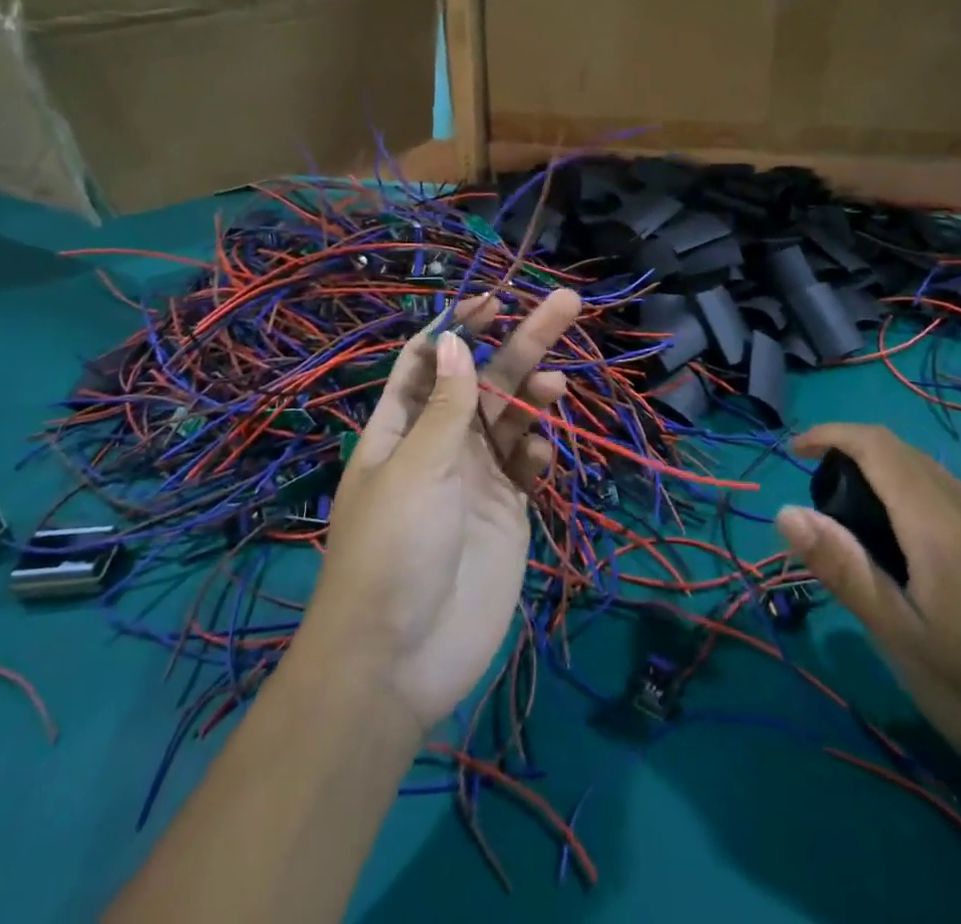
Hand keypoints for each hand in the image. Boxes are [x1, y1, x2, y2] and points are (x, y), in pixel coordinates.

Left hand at [302, 287, 581, 731]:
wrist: (401, 659)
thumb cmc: (394, 549)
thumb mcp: (415, 467)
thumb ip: (447, 406)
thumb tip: (457, 340)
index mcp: (403, 426)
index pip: (433, 360)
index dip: (461, 326)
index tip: (495, 300)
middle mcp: (441, 443)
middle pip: (486, 378)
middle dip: (522, 341)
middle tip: (566, 303)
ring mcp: (477, 476)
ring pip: (512, 417)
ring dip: (535, 394)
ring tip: (556, 384)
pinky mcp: (507, 510)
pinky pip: (527, 466)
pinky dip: (537, 451)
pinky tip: (539, 455)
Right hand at [775, 423, 960, 801]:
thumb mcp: (901, 639)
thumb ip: (842, 568)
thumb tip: (786, 511)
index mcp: (941, 524)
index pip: (878, 445)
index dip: (831, 434)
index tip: (795, 452)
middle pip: (907, 456)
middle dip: (856, 459)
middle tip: (827, 509)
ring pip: (939, 481)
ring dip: (893, 485)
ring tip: (874, 542)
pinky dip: (928, 507)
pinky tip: (934, 568)